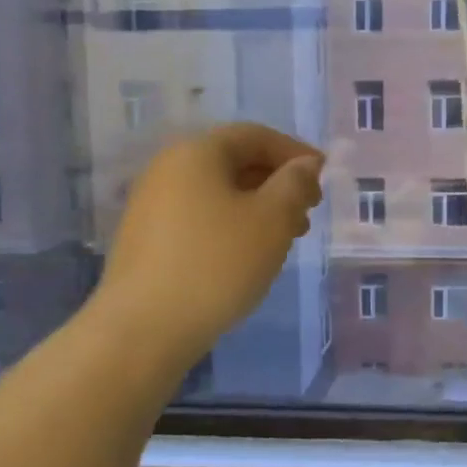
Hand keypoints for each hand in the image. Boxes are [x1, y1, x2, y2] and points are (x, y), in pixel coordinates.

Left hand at [91, 123, 324, 364]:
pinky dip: (232, 226)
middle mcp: (168, 169)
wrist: (142, 330)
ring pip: (219, 193)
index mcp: (197, 153)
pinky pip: (200, 218)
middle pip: (235, 162)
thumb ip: (295, 183)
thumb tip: (305, 164)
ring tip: (287, 239)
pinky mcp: (146, 240)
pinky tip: (249, 256)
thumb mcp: (272, 219)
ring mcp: (151, 206)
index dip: (295, 152)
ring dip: (259, 208)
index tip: (324, 177)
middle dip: (278, 183)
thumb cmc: (217, 264)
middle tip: (309, 211)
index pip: (255, 136)